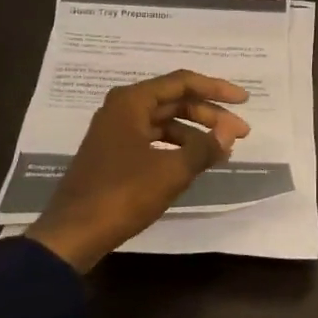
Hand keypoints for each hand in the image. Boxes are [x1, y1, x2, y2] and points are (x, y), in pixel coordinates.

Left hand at [27, 70, 250, 271]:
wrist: (72, 234)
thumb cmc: (122, 194)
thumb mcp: (171, 171)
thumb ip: (205, 147)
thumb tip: (230, 131)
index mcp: (132, 101)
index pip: (183, 82)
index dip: (217, 89)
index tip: (245, 100)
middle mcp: (122, 109)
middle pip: (175, 101)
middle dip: (210, 114)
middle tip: (241, 133)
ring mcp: (116, 132)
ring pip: (166, 121)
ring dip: (196, 132)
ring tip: (222, 151)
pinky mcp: (114, 154)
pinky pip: (154, 139)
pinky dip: (178, 147)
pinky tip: (196, 162)